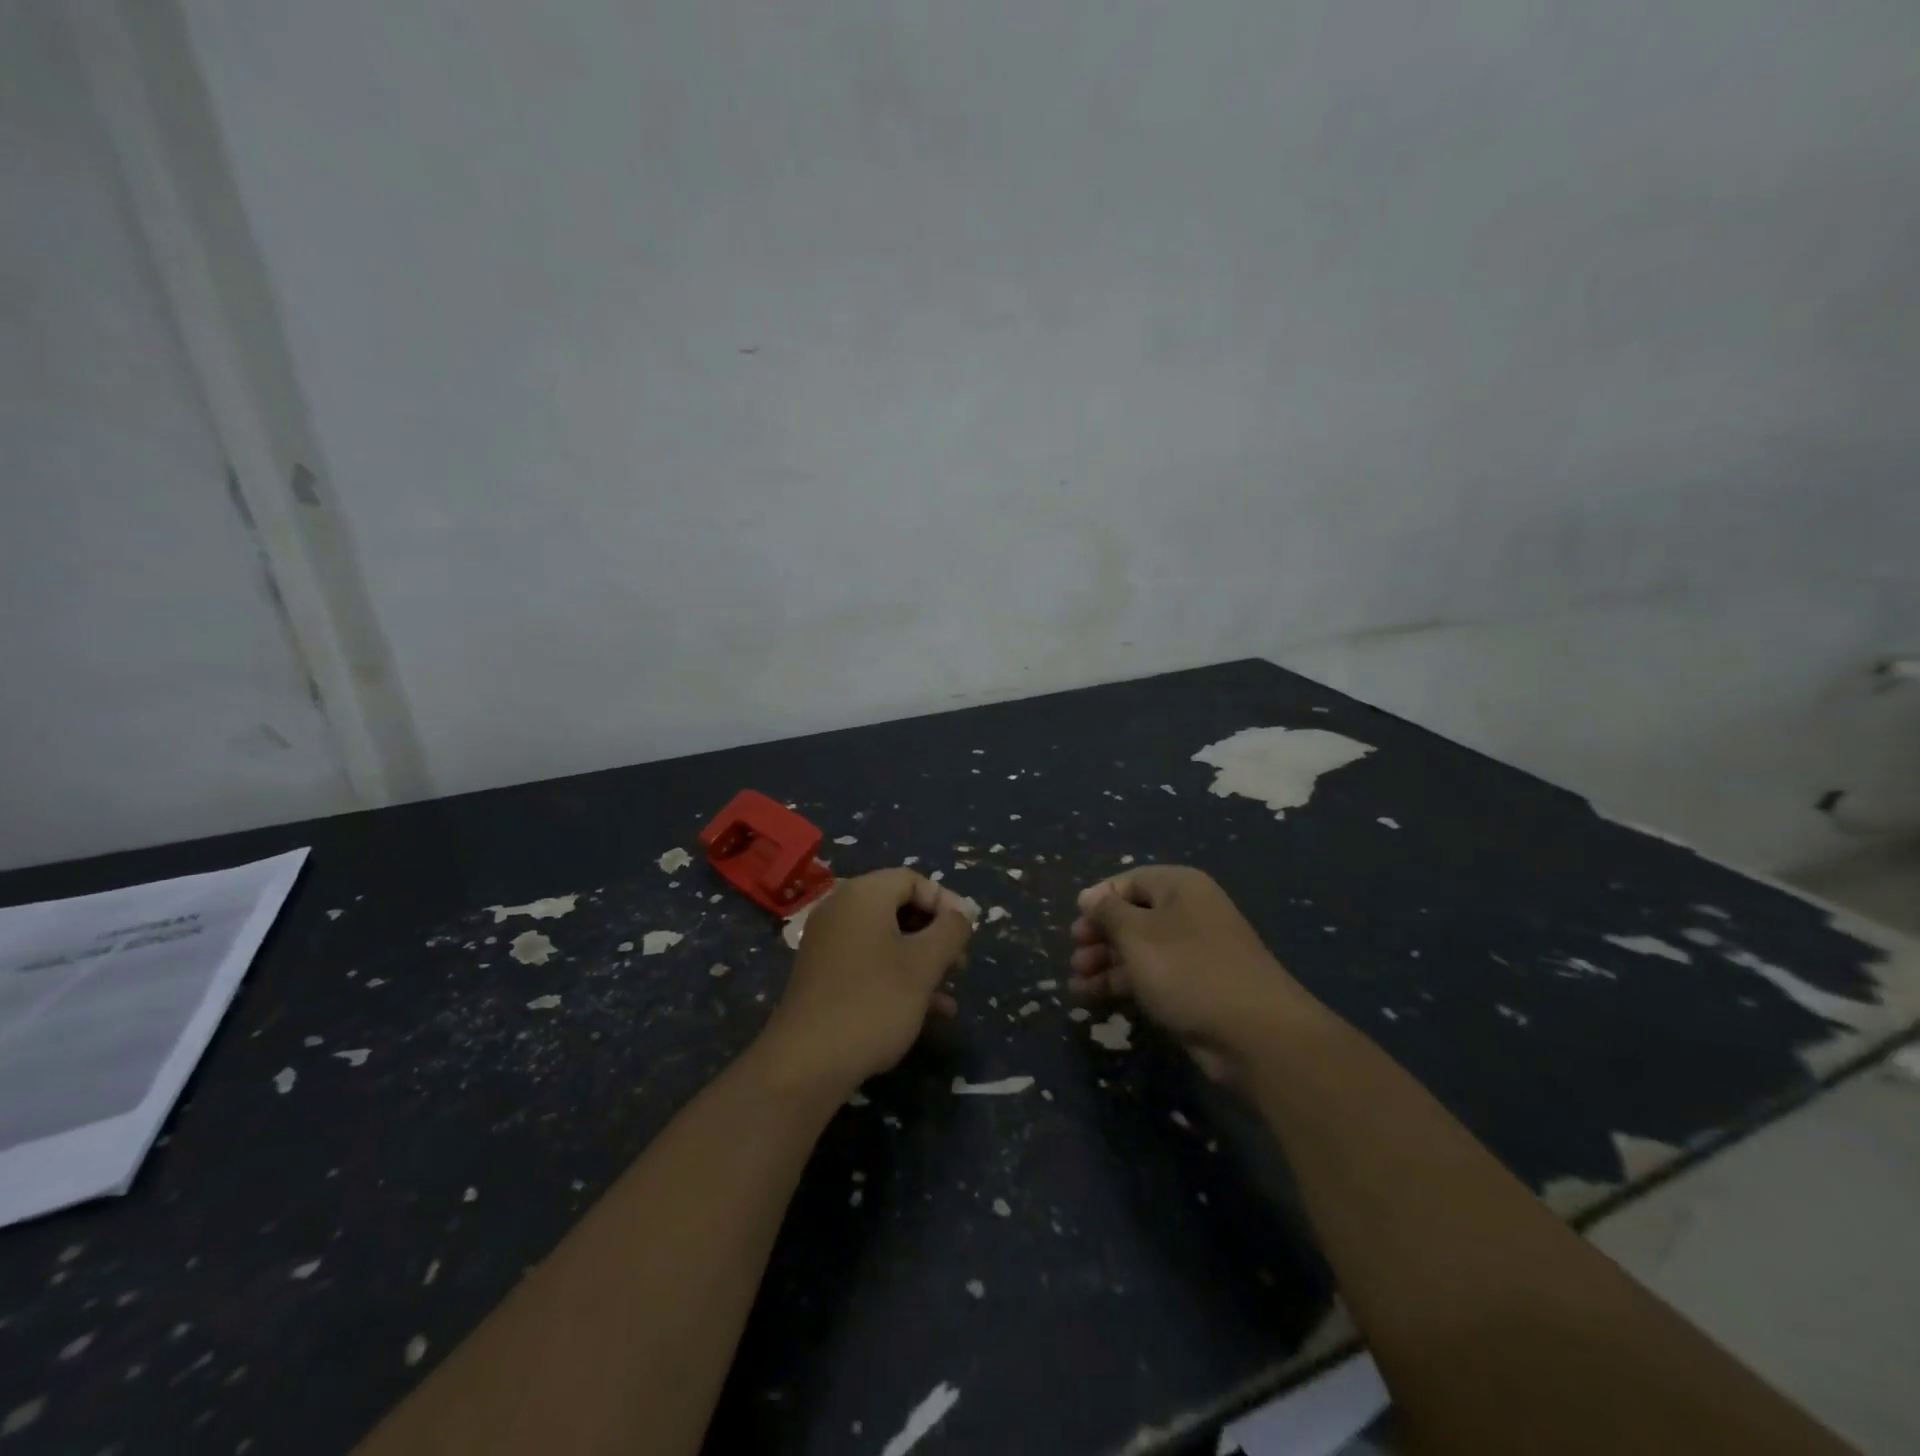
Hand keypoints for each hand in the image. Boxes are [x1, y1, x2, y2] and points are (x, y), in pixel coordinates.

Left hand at [760, 869, 972, 1092]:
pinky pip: (869, 960)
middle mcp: (841, 908)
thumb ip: (951, 930)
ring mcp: (828, 942)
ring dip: (921, 958)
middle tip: (960, 962)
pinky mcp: (823, 973)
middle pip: (899, 906)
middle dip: (934, 933)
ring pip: (886, 937)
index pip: (913, 880)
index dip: (946, 902)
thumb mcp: (924, 964)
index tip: (967, 934)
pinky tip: (926, 1010)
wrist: (807, 1062)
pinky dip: (897, 974)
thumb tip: (962, 913)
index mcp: (863, 894)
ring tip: (949, 990)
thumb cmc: (874, 1001)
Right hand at [1070, 865, 1316, 1082]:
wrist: (1255, 1035)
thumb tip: (1090, 896)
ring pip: (1139, 949)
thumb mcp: (1137, 935)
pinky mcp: (1195, 987)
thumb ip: (1108, 913)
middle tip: (1075, 956)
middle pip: (1133, 915)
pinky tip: (1093, 997)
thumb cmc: (1188, 970)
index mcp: (1180, 887)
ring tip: (1076, 983)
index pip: (1130, 881)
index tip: (1075, 924)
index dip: (1099, 899)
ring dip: (1105, 963)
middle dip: (1099, 936)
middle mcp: (1188, 912)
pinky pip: (1151, 975)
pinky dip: (1123, 982)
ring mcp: (1194, 951)